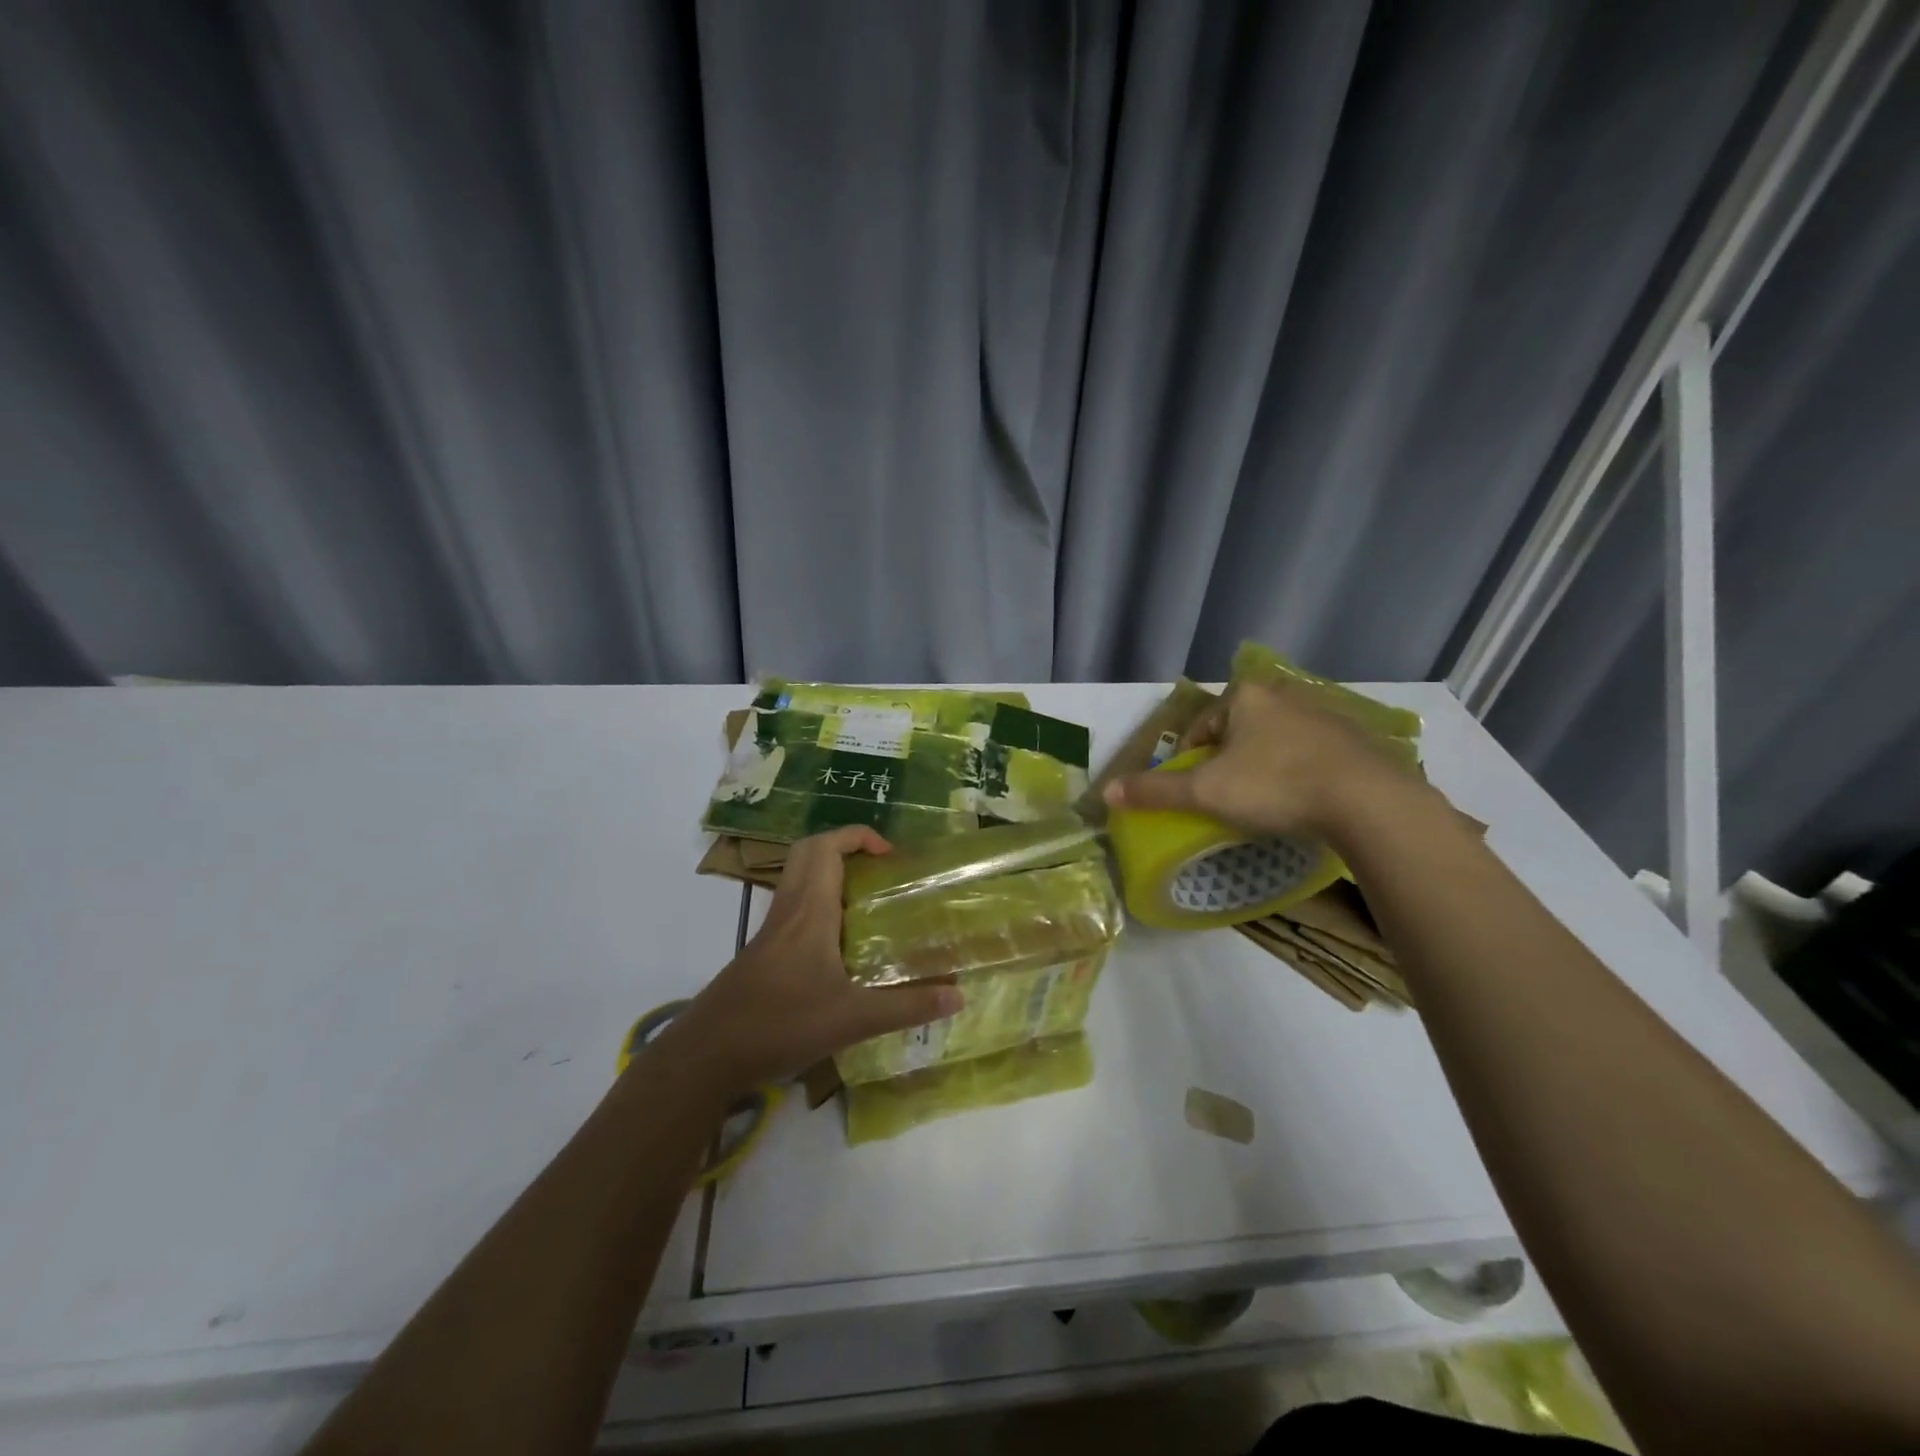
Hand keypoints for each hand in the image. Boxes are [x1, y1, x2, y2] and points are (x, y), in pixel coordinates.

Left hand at [662, 827, 963, 1096]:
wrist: (709, 1054)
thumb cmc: (781, 1023)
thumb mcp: (853, 1019)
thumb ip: (907, 1007)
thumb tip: (959, 996)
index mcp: (810, 910)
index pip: (827, 846)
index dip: (859, 836)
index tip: (890, 855)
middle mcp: (788, 909)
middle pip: (809, 852)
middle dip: (844, 847)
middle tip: (879, 870)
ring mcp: (771, 930)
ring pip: (798, 878)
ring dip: (831, 875)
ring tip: (868, 902)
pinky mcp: (763, 951)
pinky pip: (794, 906)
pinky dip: (819, 904)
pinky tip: (842, 944)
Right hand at [1102, 680, 1419, 840]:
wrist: (1368, 800)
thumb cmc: (1275, 786)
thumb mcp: (1206, 792)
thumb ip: (1156, 791)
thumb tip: (1107, 791)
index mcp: (1245, 697)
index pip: (1201, 726)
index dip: (1189, 760)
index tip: (1193, 791)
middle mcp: (1284, 694)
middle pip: (1238, 731)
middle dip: (1227, 762)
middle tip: (1227, 798)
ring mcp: (1325, 714)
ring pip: (1276, 741)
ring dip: (1264, 765)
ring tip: (1265, 803)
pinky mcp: (1357, 738)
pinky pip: (1313, 753)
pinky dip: (1300, 772)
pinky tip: (1304, 800)